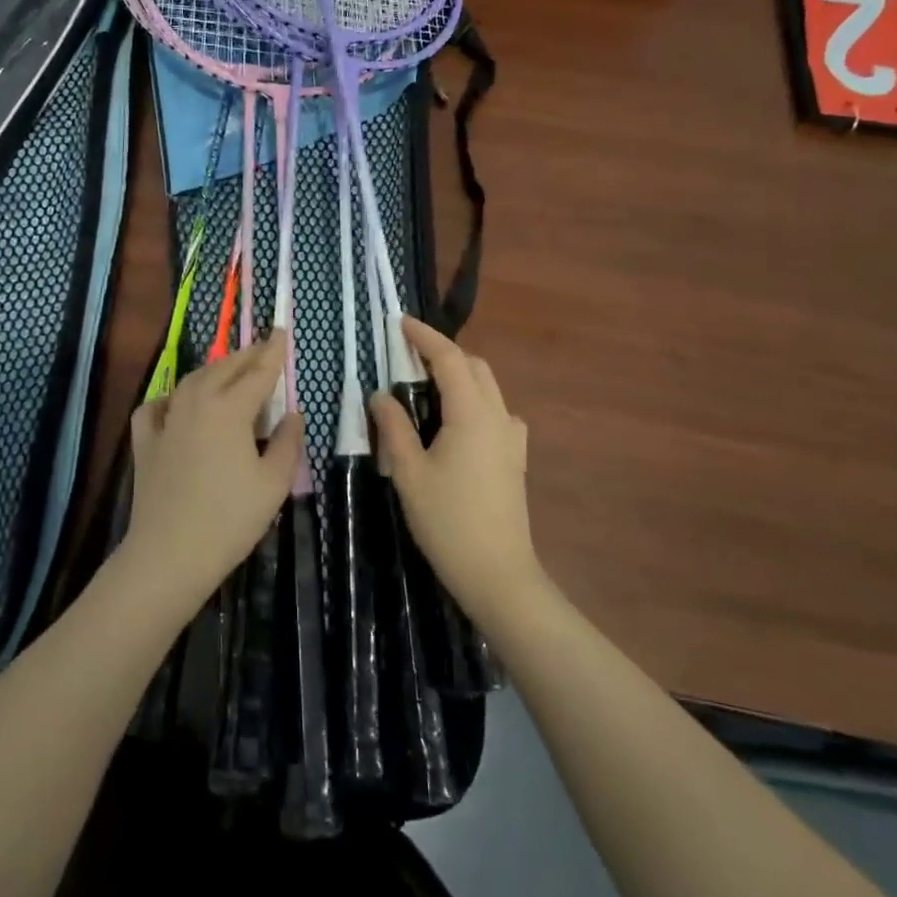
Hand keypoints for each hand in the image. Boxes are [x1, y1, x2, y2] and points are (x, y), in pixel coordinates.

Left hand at [120, 333, 303, 616]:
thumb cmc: (230, 519)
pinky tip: (176, 403)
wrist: (169, 554)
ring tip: (229, 370)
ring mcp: (167, 420)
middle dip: (247, 355)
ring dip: (214, 370)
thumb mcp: (273, 483)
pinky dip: (170, 397)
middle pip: (225, 368)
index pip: (259, 372)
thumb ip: (287, 443)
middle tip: (264, 348)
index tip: (283, 331)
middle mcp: (196, 403)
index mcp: (230, 409)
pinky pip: (156, 406)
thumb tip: (291, 415)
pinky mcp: (145, 442)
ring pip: (192, 380)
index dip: (274, 352)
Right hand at [370, 318, 538, 625]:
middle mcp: (498, 416)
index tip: (401, 322)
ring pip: (488, 388)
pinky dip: (474, 402)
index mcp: (472, 413)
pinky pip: (497, 412)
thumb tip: (381, 395)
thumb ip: (394, 428)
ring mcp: (512, 437)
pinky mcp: (515, 457)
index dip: (425, 336)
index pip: (450, 358)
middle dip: (444, 353)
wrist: (498, 574)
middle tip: (408, 356)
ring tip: (426, 387)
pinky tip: (456, 423)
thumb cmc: (448, 522)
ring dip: (460, 376)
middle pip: (474, 367)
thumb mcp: (409, 473)